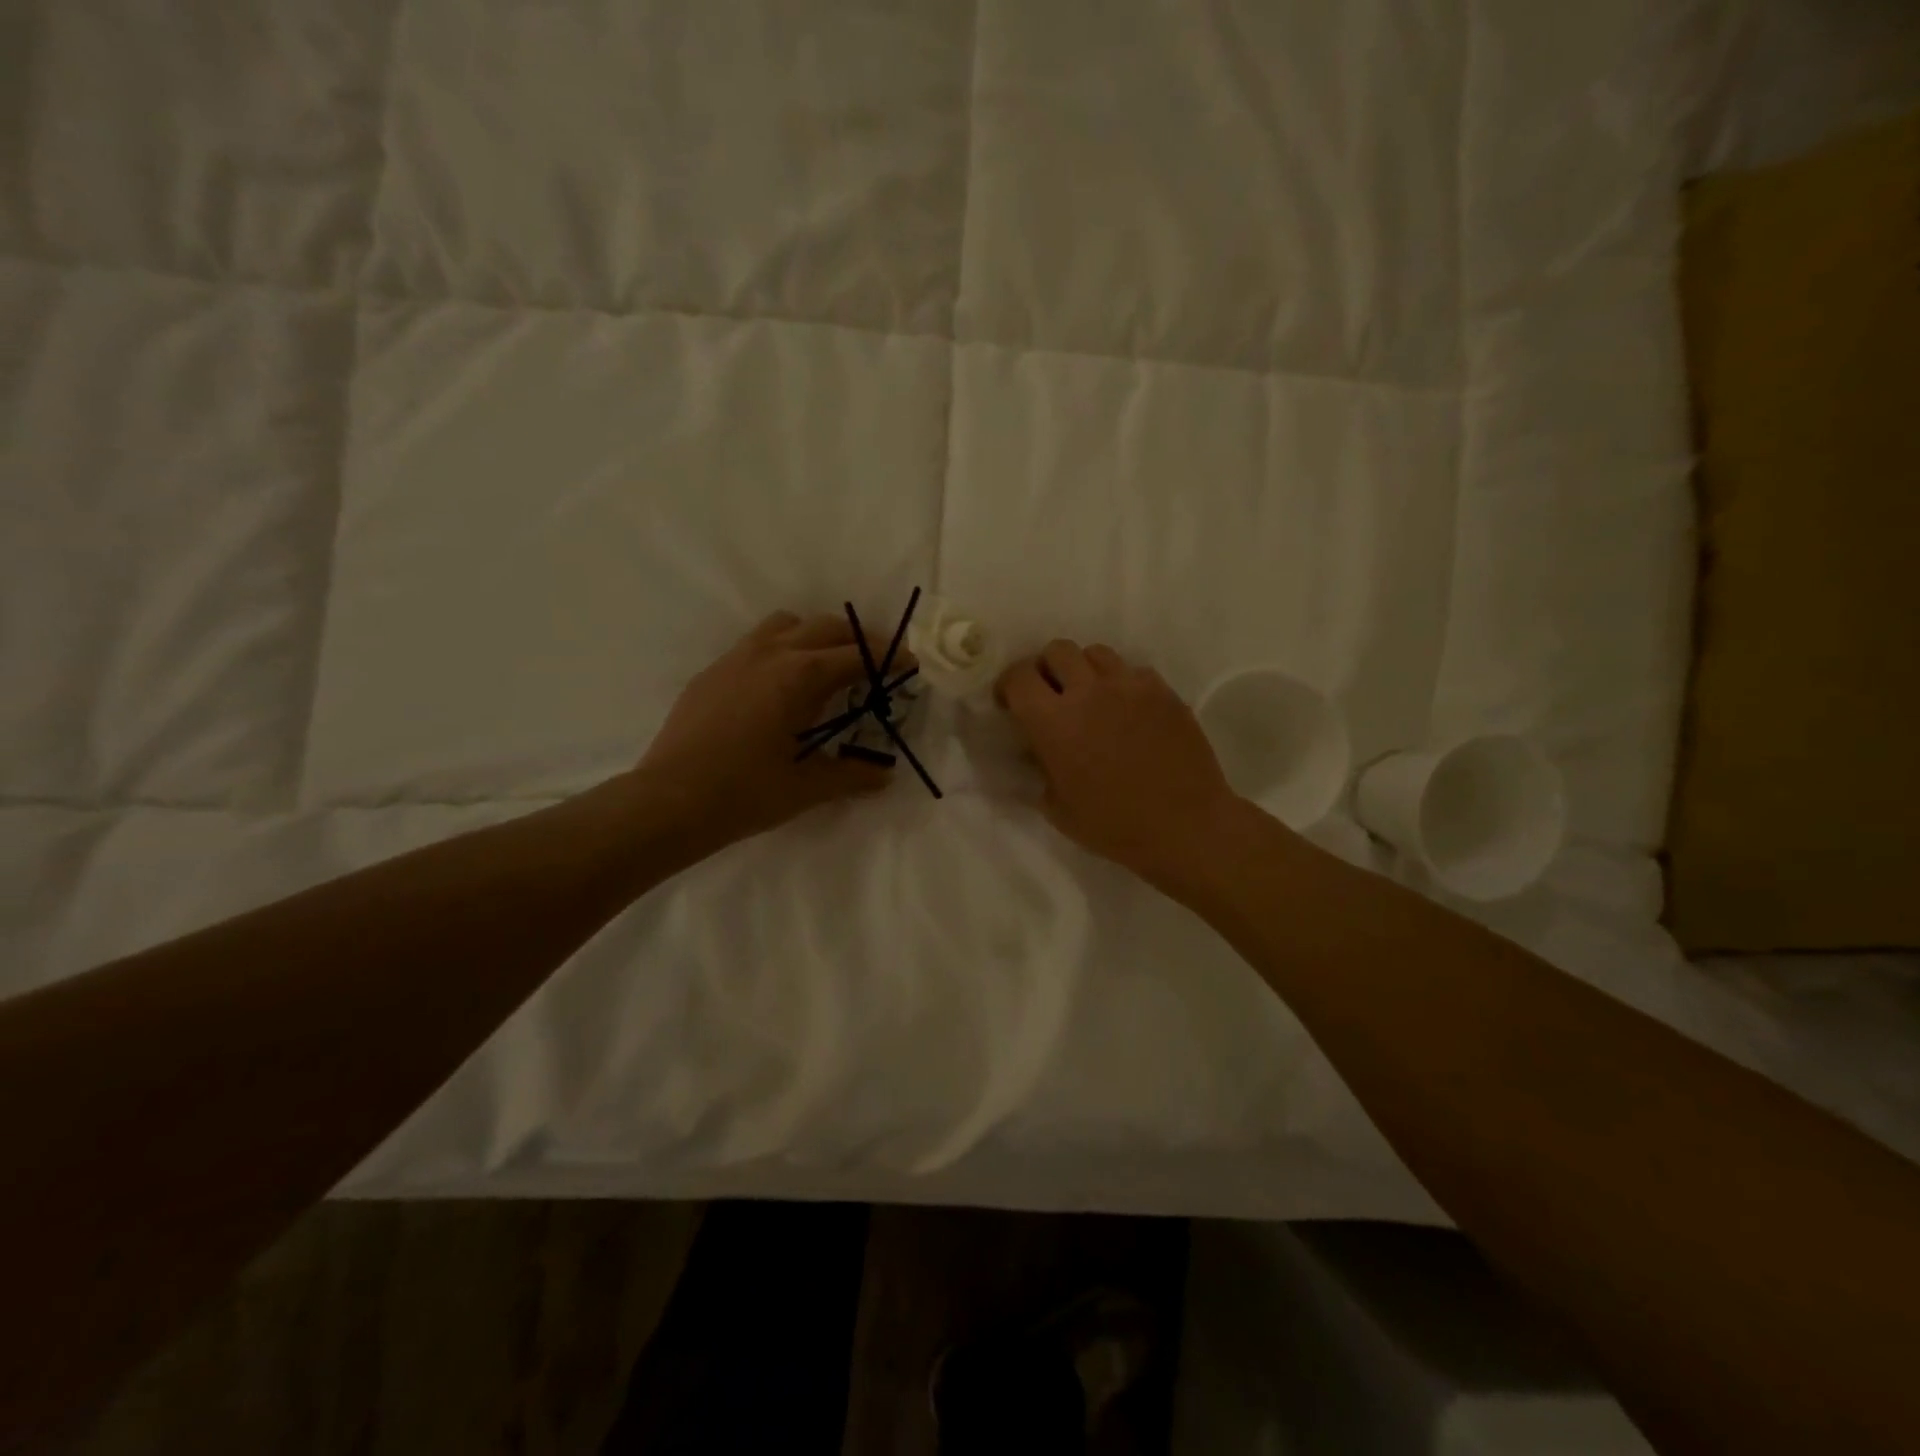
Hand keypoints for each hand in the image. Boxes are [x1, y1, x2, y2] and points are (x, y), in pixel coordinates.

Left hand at [629, 611, 905, 855]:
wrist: (669, 802)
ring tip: (827, 667)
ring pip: (787, 624)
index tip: (910, 664)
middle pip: (826, 627)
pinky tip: (780, 686)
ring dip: (816, 636)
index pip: (857, 655)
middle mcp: (771, 653)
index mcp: (799, 676)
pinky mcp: (713, 671)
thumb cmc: (744, 793)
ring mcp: (736, 657)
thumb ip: (852, 775)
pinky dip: (782, 649)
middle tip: (877, 664)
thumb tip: (884, 775)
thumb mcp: (807, 788)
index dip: (889, 658)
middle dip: (858, 640)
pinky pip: (757, 642)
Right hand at [996, 641, 1245, 892]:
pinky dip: (1121, 684)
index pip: (1019, 676)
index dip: (1009, 685)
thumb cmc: (1113, 826)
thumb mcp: (1057, 808)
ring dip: (1085, 670)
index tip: (1011, 703)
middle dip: (1047, 669)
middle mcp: (1089, 692)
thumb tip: (1037, 750)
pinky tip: (1127, 711)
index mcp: (1054, 722)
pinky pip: (1132, 671)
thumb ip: (1040, 768)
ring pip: (1096, 653)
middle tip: (1051, 695)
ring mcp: (1130, 686)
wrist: (1184, 826)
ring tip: (1091, 697)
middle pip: (1057, 650)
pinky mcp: (1162, 691)